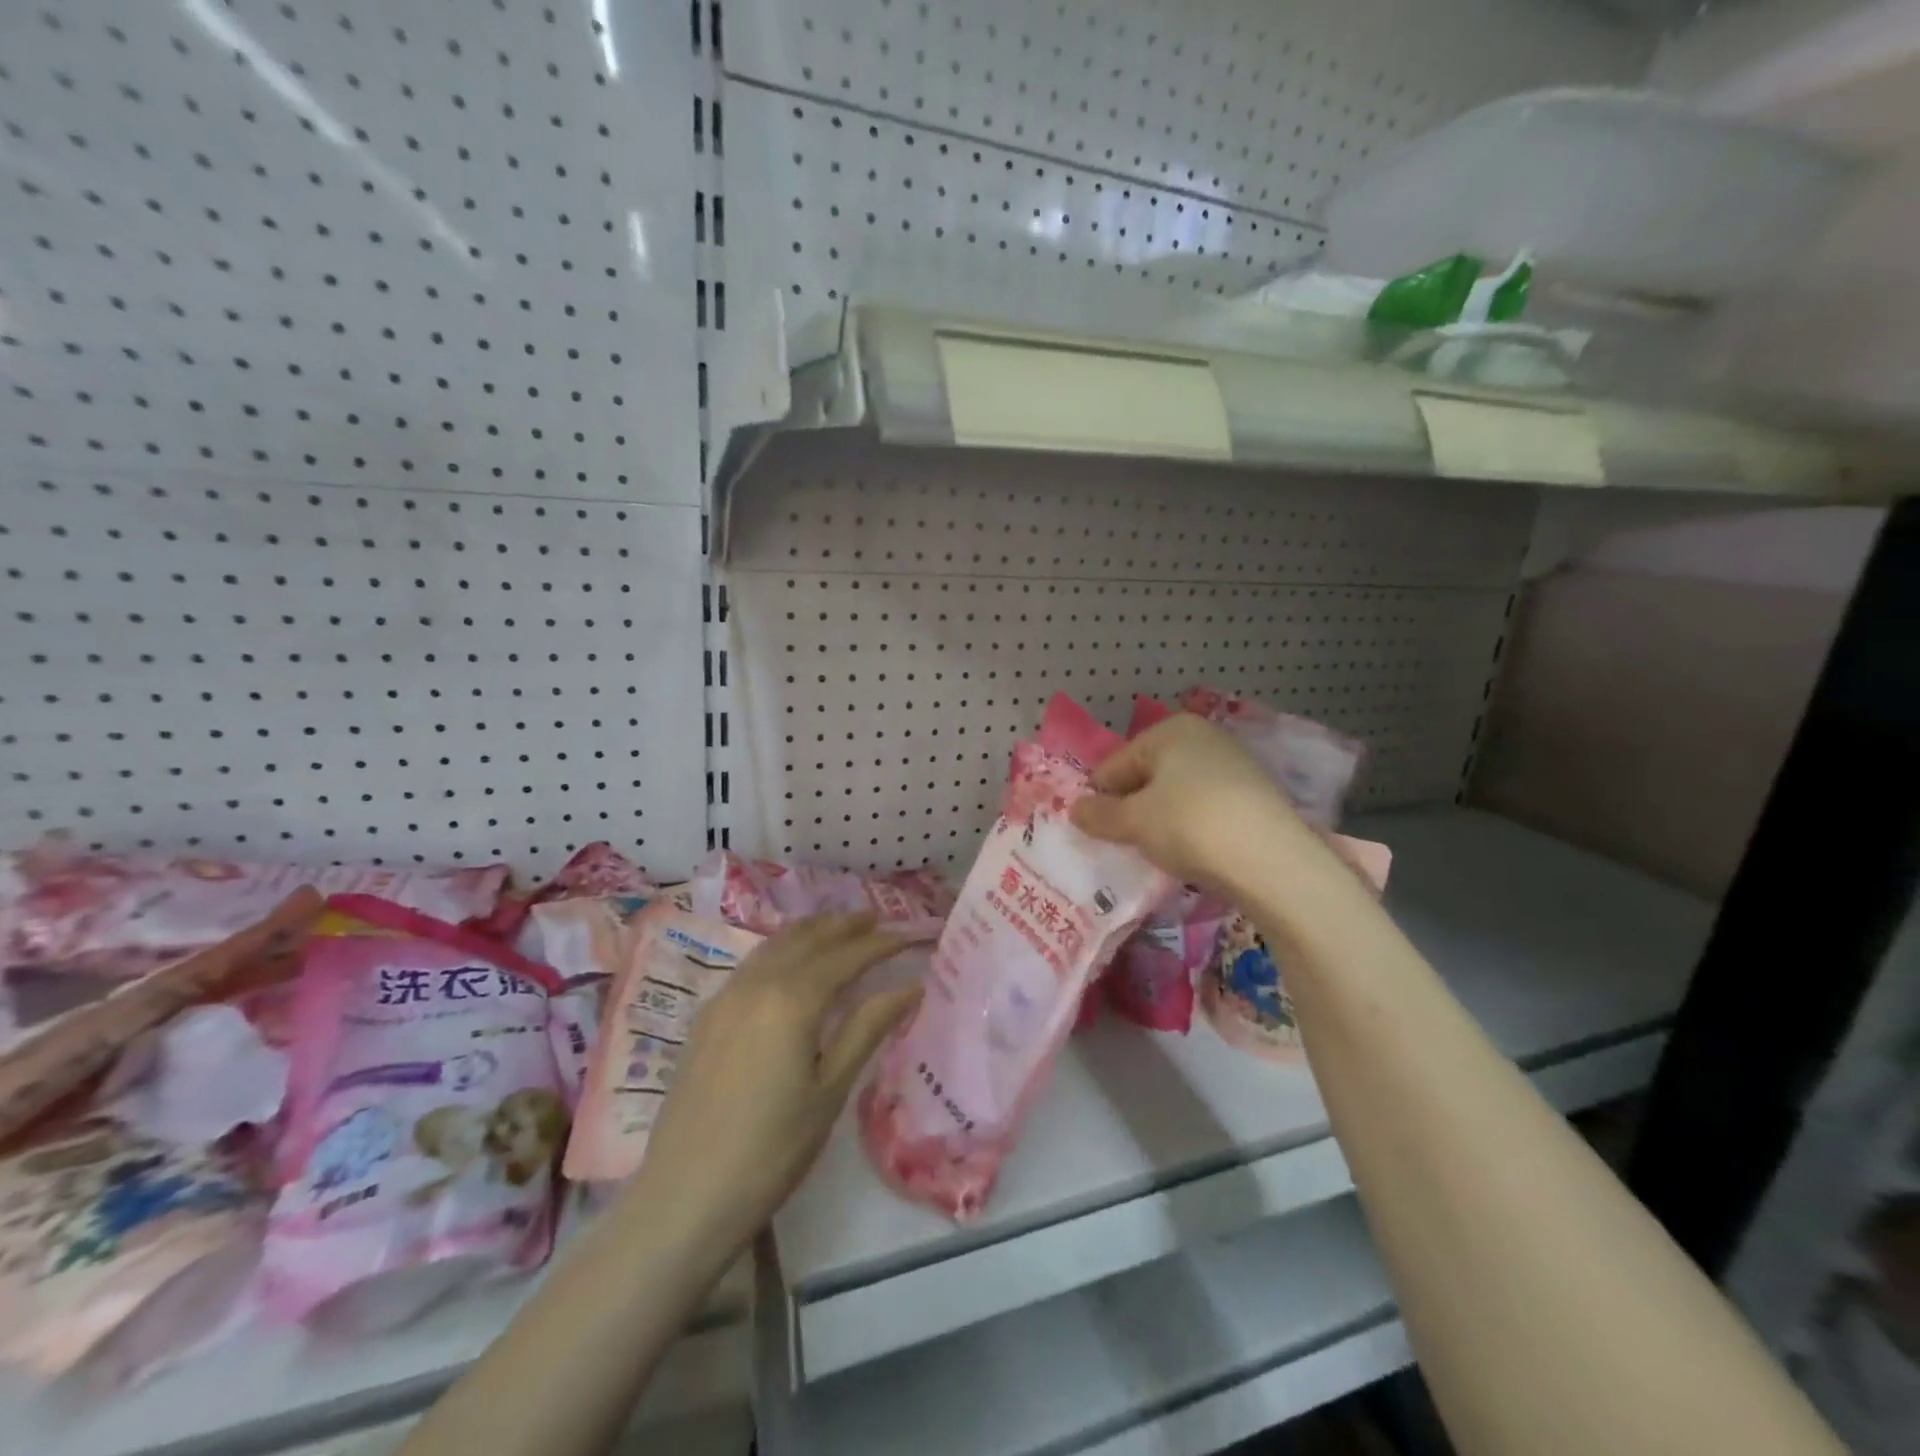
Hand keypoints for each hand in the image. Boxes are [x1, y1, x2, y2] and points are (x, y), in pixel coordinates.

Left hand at [626, 913, 920, 1252]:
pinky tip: (790, 964)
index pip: (846, 957)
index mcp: (792, 999)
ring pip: (775, 945)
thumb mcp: (830, 1090)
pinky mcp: (707, 1018)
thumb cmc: (772, 1150)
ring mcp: (725, 998)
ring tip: (838, 929)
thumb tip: (910, 986)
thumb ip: (867, 1028)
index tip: (911, 937)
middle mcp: (757, 984)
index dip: (881, 944)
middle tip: (876, 920)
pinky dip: (781, 950)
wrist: (685, 1198)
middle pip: (807, 939)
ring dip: (811, 932)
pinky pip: (752, 964)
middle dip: (844, 926)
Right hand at [1069, 714, 1316, 899]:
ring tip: (1155, 851)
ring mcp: (1235, 765)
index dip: (1099, 796)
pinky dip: (1191, 827)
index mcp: (1171, 730)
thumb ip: (1099, 814)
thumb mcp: (1133, 822)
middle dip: (1131, 806)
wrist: (1270, 860)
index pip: (1116, 763)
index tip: (1092, 829)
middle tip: (1122, 842)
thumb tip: (1075, 810)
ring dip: (1160, 818)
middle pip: (1149, 774)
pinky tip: (1190, 852)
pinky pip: (1206, 808)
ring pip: (1178, 792)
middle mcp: (1205, 737)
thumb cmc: (1189, 825)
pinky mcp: (1256, 796)